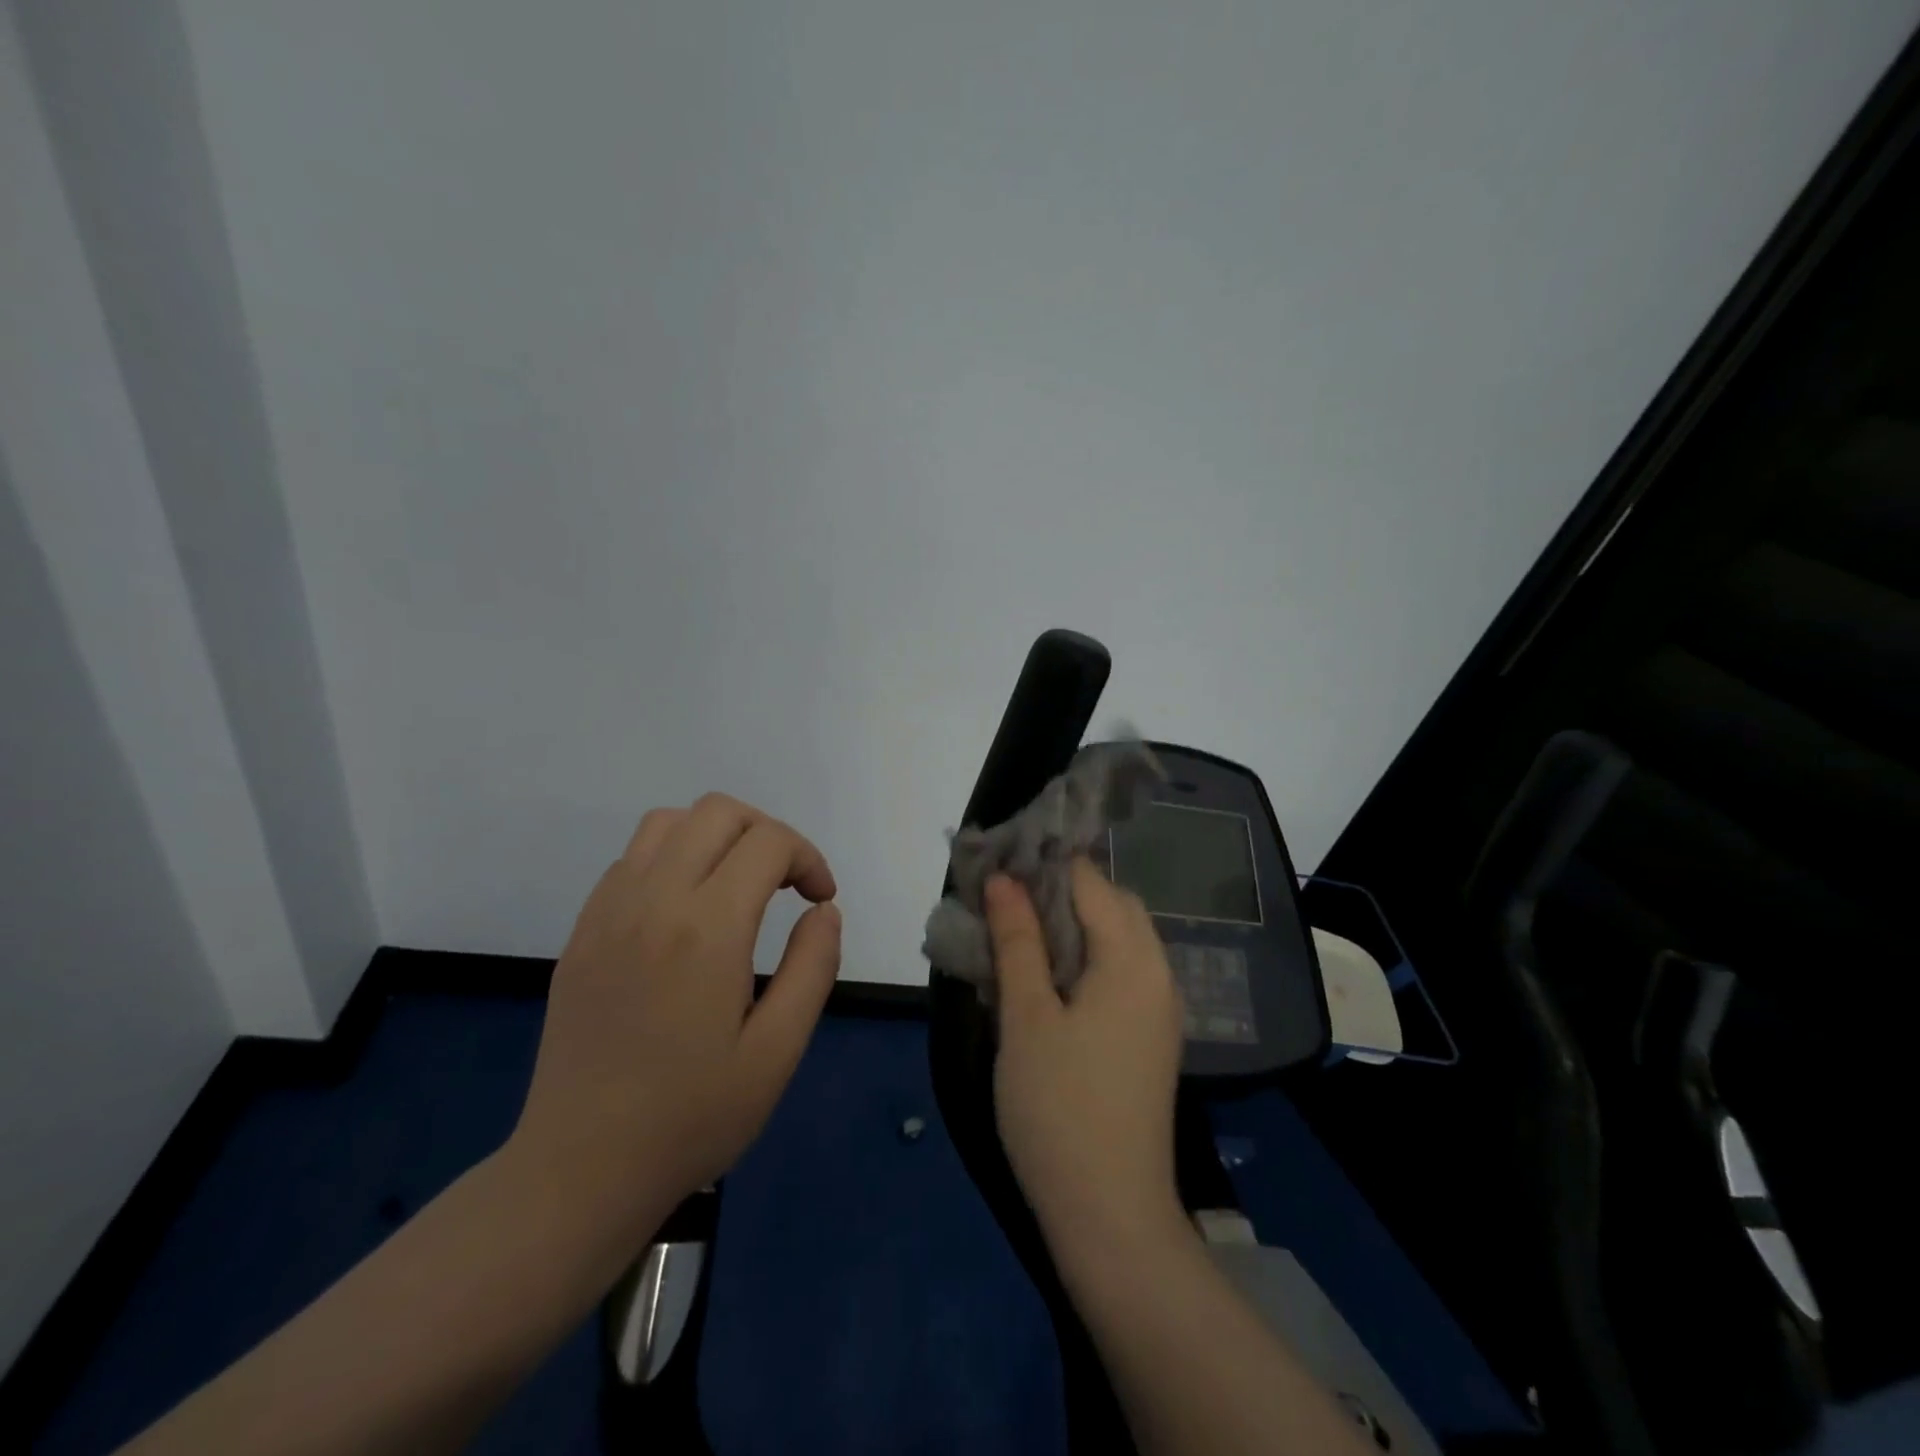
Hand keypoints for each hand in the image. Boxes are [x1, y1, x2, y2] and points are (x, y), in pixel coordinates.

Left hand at [511, 794, 841, 1240]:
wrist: (580, 1169)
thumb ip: (813, 966)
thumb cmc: (691, 1116)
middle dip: (768, 833)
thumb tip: (823, 910)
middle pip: (718, 812)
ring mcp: (608, 911)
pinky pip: (632, 858)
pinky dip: (674, 858)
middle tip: (787, 884)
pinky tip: (687, 912)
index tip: (820, 900)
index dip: (809, 859)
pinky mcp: (583, 931)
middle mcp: (653, 900)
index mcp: (707, 928)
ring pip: (669, 822)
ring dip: (717, 836)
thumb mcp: (778, 1051)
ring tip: (738, 886)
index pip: (769, 842)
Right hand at [986, 860, 1187, 1263]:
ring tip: (1018, 936)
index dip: (1045, 865)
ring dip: (1072, 926)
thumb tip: (1004, 879)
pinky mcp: (1150, 1037)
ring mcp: (1160, 1008)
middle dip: (1060, 892)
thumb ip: (1017, 941)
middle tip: (1005, 902)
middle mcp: (1158, 973)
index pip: (1091, 882)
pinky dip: (1086, 958)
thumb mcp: (1026, 1018)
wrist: (1111, 1216)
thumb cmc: (1059, 1108)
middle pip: (1113, 905)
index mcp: (1132, 960)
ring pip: (1118, 939)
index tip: (999, 864)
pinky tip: (1047, 979)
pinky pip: (1121, 973)